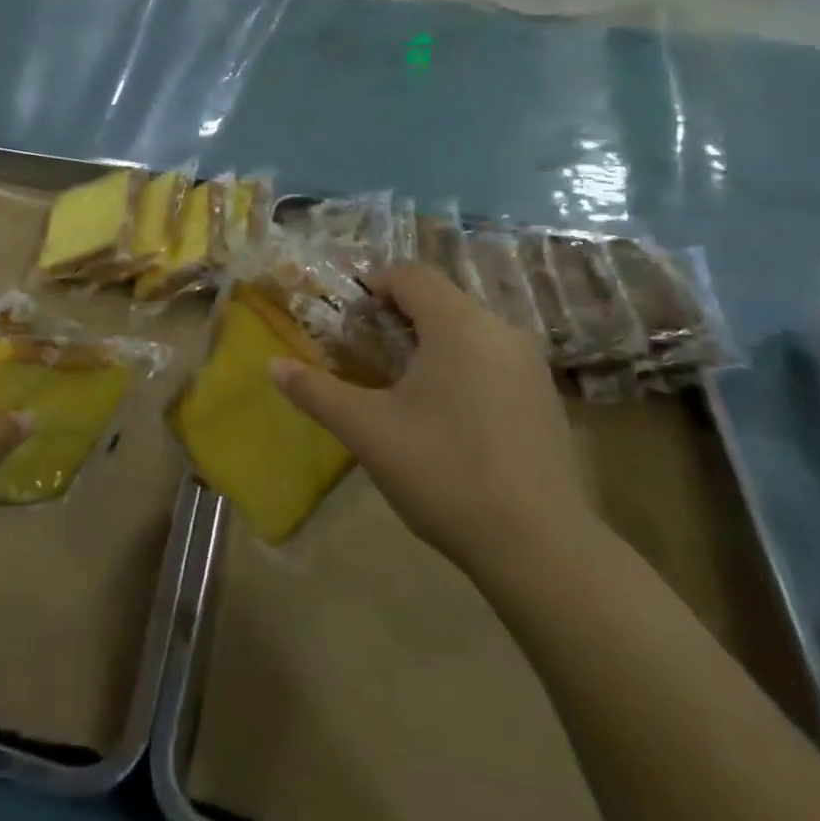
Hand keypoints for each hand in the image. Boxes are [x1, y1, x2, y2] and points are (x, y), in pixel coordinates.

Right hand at [270, 264, 594, 577]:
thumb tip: (272, 365)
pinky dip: (462, 367)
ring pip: (469, 331)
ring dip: (431, 343)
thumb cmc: (444, 471)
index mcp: (458, 324)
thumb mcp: (367, 431)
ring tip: (403, 388)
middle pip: (441, 300)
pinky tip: (449, 418)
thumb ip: (317, 392)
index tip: (349, 319)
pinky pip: (493, 360)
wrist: (539, 546)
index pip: (411, 274)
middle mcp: (500, 330)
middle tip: (368, 356)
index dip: (374, 285)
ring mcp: (530, 366)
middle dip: (399, 317)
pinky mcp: (546, 399)